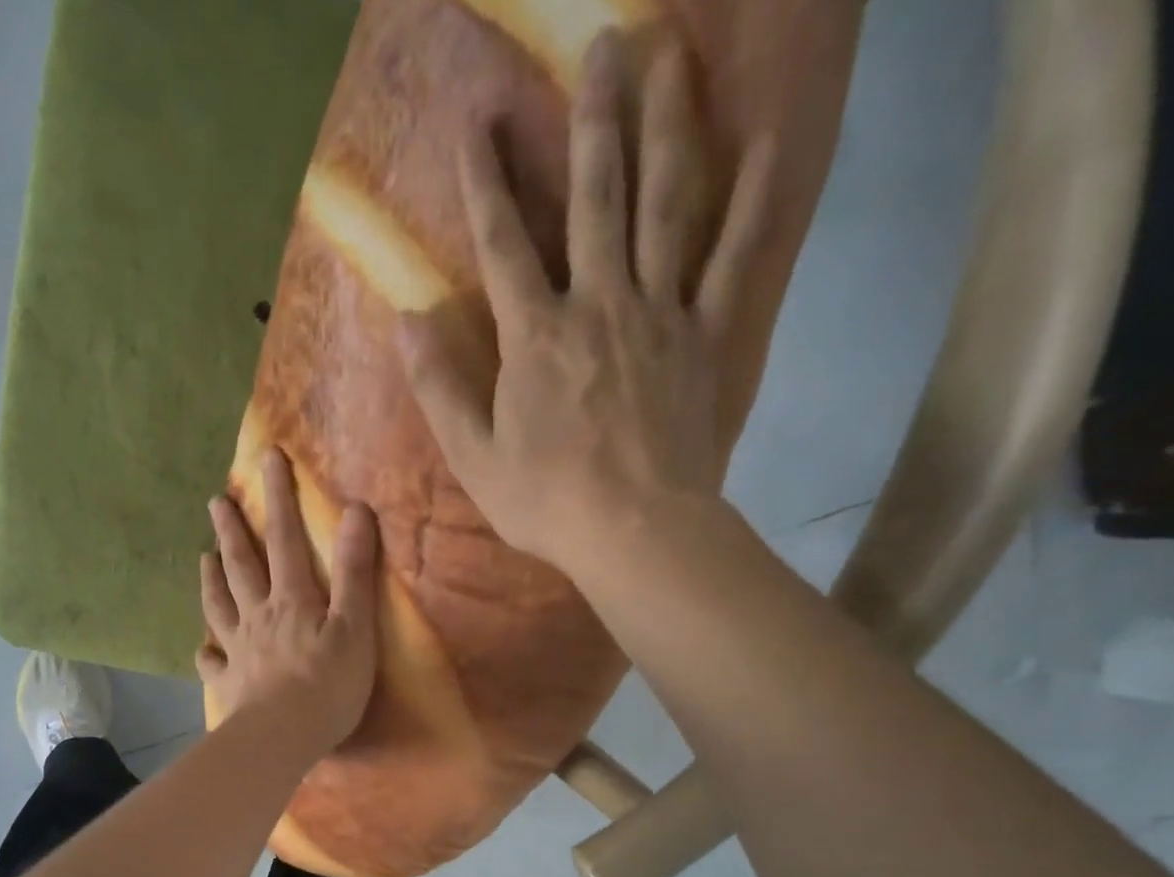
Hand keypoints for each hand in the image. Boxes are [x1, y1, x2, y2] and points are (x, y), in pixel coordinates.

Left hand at [198, 448, 379, 758]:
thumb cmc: (326, 686)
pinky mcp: (228, 684)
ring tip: (203, 557)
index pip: (287, 539)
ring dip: (211, 580)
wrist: (279, 739)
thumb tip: (357, 511)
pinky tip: (203, 648)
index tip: (269, 457)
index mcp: (291, 600)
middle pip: (242, 566)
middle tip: (217, 502)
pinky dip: (206, 653)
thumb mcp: (353, 627)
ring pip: (220, 606)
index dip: (280, 497)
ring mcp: (238, 650)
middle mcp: (258, 617)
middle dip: (232, 530)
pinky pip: (212, 663)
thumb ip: (354, 572)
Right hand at [395, 29, 775, 584]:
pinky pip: (734, 258)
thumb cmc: (546, 501)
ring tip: (672, 57)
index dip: (487, 184)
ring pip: (666, 204)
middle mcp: (598, 303)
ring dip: (669, 126)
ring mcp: (659, 313)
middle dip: (594, 118)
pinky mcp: (705, 336)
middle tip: (606, 42)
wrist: (634, 531)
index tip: (478, 124)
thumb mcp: (473, 457)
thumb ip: (440, 388)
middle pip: (597, 196)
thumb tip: (407, 322)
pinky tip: (766, 144)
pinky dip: (752, 201)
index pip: (504, 244)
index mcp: (535, 336)